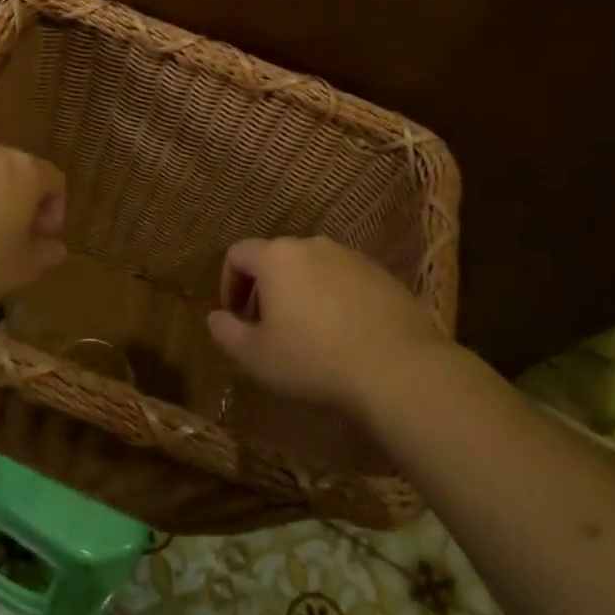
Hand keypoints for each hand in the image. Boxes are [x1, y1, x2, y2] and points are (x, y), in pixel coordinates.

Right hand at [205, 237, 452, 416]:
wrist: (398, 368)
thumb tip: (216, 317)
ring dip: (301, 295)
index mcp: (277, 257)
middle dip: (265, 290)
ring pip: (313, 270)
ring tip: (308, 335)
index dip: (228, 284)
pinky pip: (345, 282)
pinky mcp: (383, 276)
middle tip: (268, 330)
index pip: (238, 254)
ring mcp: (352, 258)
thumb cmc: (313, 359)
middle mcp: (313, 246)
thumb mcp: (254, 356)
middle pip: (276, 259)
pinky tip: (343, 337)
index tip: (236, 318)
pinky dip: (334, 301)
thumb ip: (225, 332)